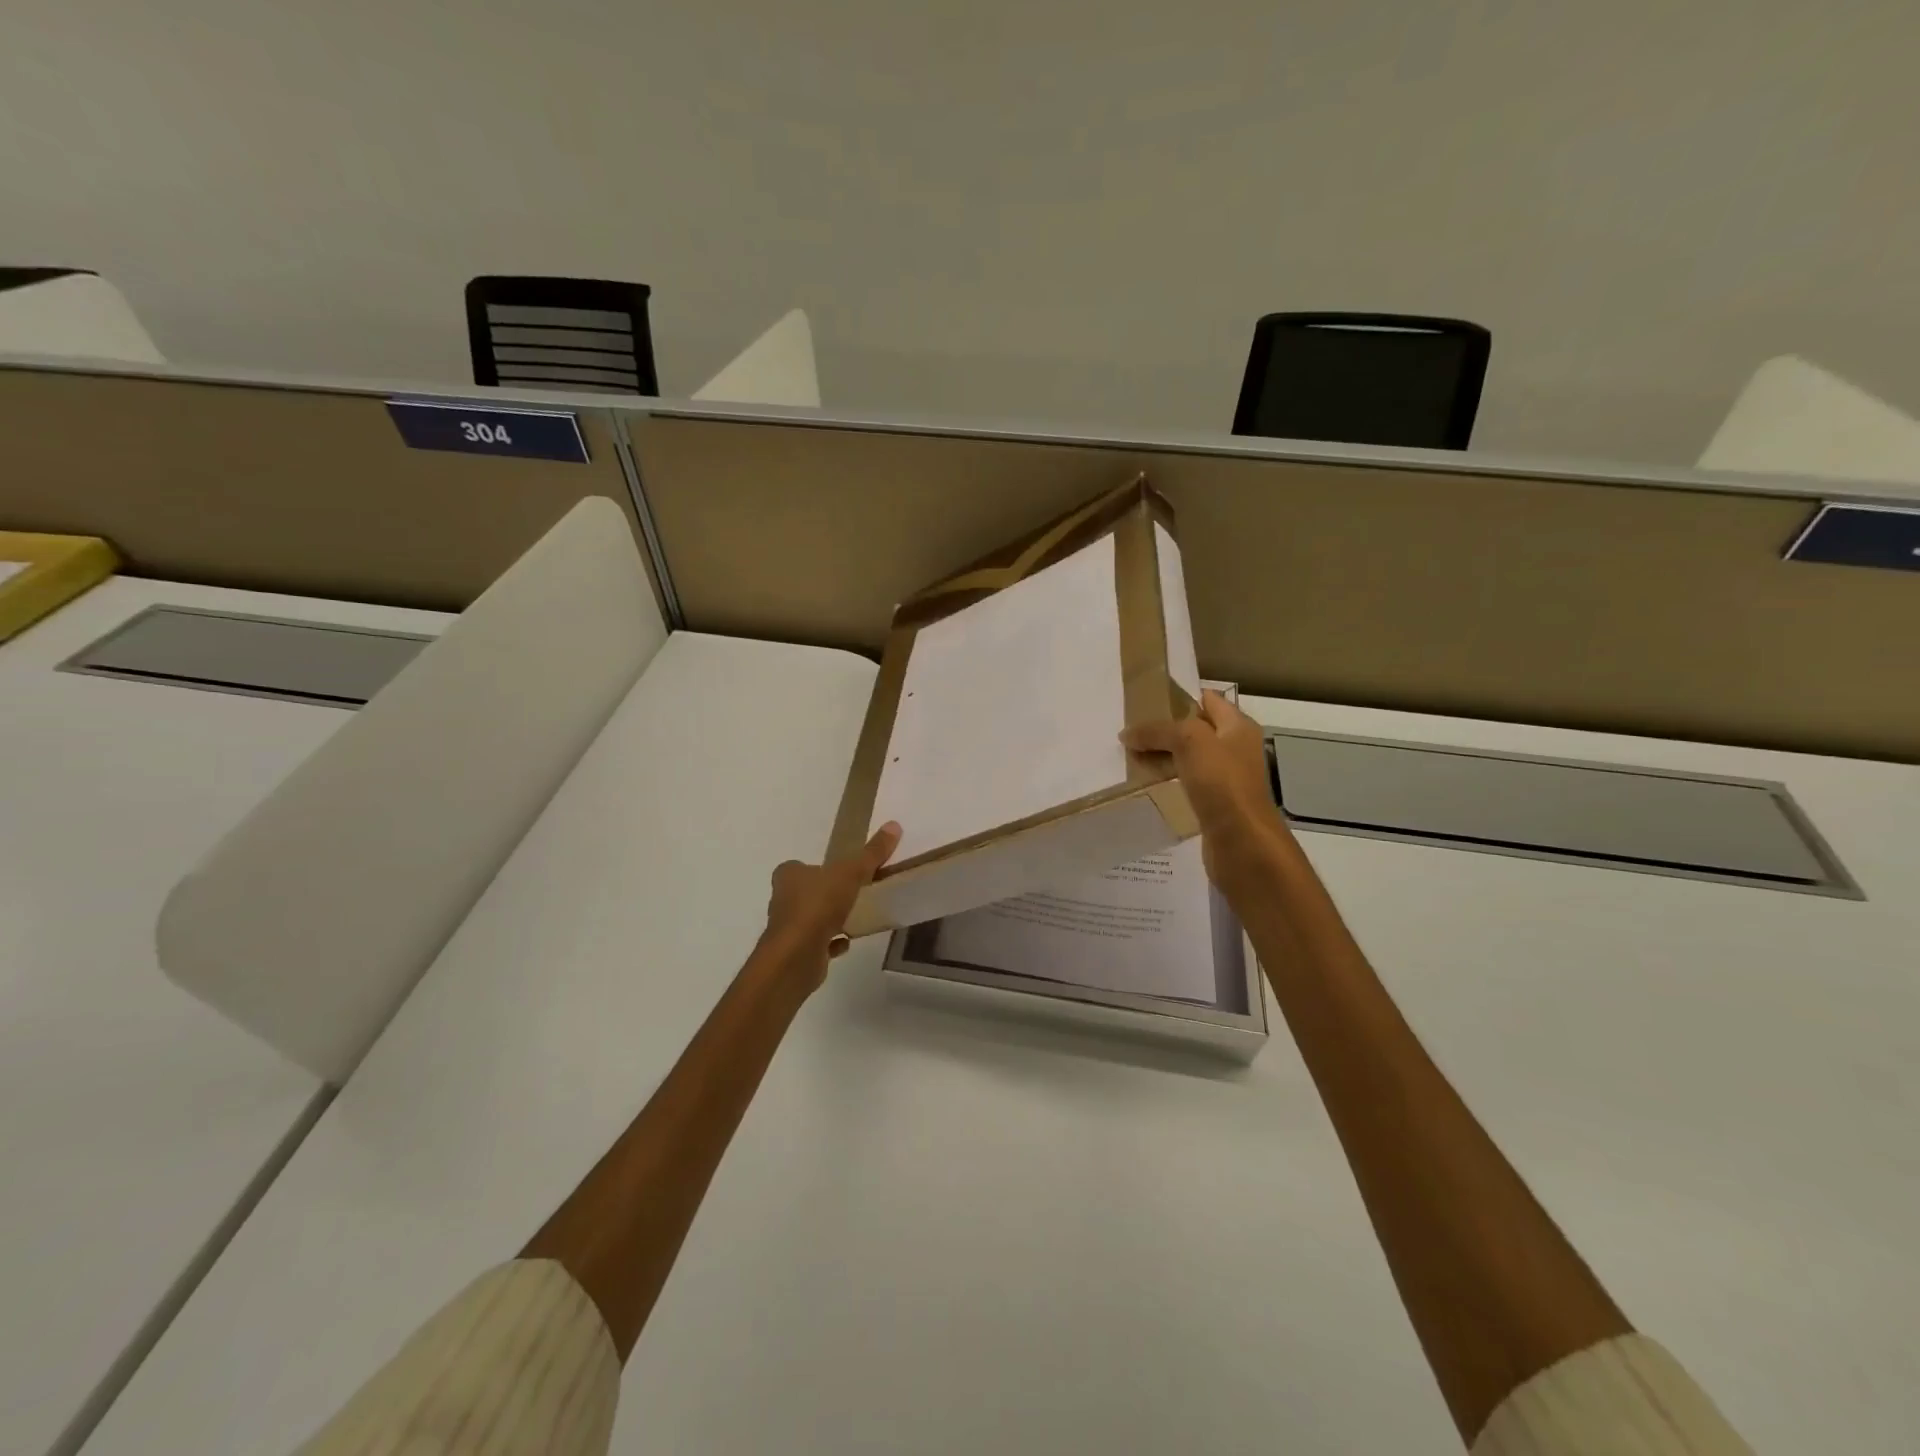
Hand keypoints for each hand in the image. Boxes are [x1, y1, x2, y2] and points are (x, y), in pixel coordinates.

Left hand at [760, 822, 901, 991]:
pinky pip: (818, 943)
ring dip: (829, 918)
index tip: (838, 871)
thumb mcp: (850, 872)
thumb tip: (894, 825)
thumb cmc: (818, 906)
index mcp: (788, 875)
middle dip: (825, 893)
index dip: (816, 867)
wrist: (796, 956)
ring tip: (855, 916)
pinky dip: (832, 942)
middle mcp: (783, 900)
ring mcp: (789, 928)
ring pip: (811, 918)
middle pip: (805, 892)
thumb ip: (871, 853)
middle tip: (852, 892)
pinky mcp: (797, 952)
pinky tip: (848, 941)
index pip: (798, 867)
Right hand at [1121, 690, 1290, 883]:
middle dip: (1166, 729)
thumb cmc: (1222, 783)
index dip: (1180, 697)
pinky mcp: (1215, 804)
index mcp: (1238, 727)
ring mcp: (1226, 779)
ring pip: (1189, 758)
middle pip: (1196, 730)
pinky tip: (1147, 783)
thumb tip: (1128, 734)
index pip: (1209, 700)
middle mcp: (1235, 749)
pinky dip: (1168, 780)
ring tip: (1132, 754)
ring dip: (1164, 756)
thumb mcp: (1190, 741)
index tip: (1146, 699)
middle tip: (1132, 729)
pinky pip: (1187, 783)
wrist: (1242, 842)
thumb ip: (1159, 731)